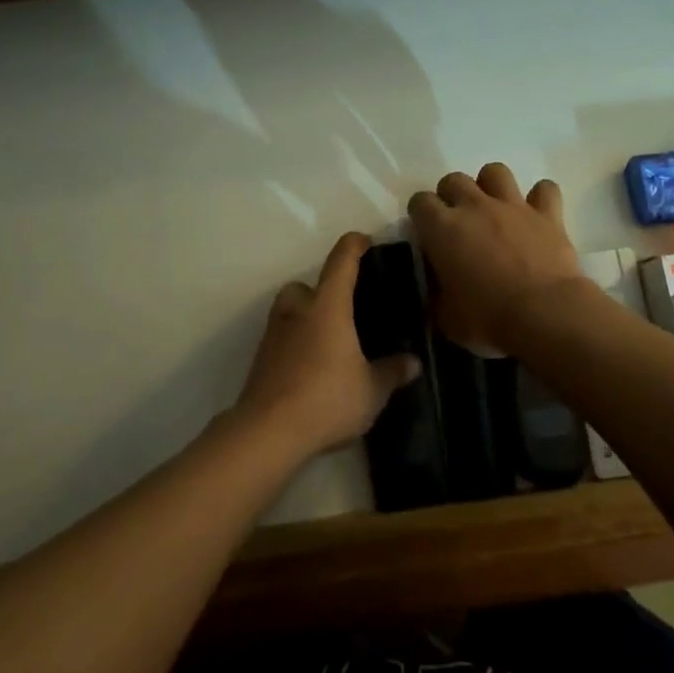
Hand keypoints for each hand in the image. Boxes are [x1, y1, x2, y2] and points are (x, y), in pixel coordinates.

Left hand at [233, 232, 421, 460]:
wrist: (269, 432)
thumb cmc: (327, 398)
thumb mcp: (372, 390)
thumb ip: (392, 372)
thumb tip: (412, 361)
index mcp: (327, 306)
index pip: (341, 261)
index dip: (354, 246)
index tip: (365, 241)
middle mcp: (297, 311)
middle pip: (305, 285)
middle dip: (323, 291)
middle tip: (345, 309)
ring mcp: (273, 335)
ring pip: (288, 311)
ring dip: (305, 317)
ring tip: (328, 340)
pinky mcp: (260, 361)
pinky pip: (281, 339)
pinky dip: (294, 344)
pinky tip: (312, 368)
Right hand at [409, 163, 586, 355]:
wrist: (545, 314)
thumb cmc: (488, 318)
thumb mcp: (446, 318)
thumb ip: (437, 296)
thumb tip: (439, 290)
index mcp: (442, 229)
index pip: (420, 202)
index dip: (421, 215)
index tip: (427, 233)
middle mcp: (475, 207)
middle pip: (454, 180)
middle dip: (451, 196)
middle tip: (458, 222)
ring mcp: (513, 206)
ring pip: (495, 171)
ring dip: (491, 186)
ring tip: (494, 209)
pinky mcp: (547, 214)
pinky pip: (545, 190)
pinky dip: (540, 198)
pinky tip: (537, 214)